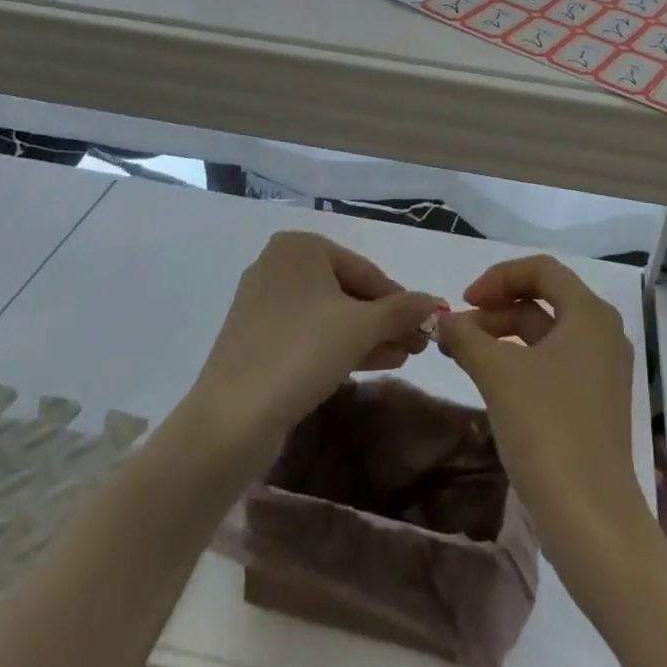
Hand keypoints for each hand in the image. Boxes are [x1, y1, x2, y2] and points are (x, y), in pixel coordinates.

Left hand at [191, 231, 443, 457]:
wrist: (231, 419)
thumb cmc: (301, 352)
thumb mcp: (361, 327)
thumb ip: (401, 310)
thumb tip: (435, 301)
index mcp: (300, 247)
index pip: (365, 270)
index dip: (399, 299)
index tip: (427, 325)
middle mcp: (279, 266)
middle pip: (348, 291)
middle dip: (385, 320)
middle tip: (418, 345)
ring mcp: (264, 303)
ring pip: (330, 315)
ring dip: (369, 335)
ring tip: (404, 357)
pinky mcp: (257, 339)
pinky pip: (309, 334)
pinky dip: (340, 346)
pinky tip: (373, 363)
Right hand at [436, 256, 646, 548]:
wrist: (591, 519)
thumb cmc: (548, 429)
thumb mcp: (499, 374)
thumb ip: (467, 337)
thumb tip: (442, 321)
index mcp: (590, 314)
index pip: (542, 269)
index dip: (499, 276)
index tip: (465, 300)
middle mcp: (602, 333)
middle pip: (544, 299)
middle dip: (497, 307)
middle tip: (459, 331)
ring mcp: (602, 370)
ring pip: (546, 333)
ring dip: (504, 334)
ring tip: (465, 355)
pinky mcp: (595, 402)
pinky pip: (554, 362)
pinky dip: (521, 360)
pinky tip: (492, 381)